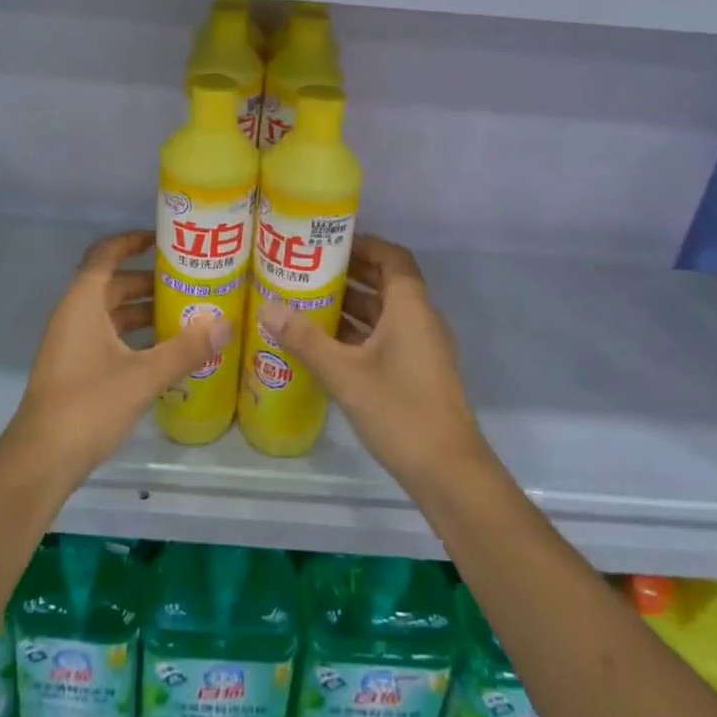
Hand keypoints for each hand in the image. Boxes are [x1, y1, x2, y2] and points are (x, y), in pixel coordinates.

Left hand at [4, 230, 228, 487]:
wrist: (40, 460)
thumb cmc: (88, 404)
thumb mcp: (143, 375)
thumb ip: (186, 349)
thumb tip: (227, 325)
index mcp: (83, 302)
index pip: (106, 253)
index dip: (133, 241)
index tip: (166, 240)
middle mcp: (75, 314)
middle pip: (114, 284)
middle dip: (150, 280)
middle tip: (191, 281)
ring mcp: (73, 343)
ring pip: (113, 313)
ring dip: (145, 311)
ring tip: (188, 314)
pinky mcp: (76, 368)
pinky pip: (110, 337)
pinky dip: (136, 336)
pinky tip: (166, 351)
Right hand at [257, 234, 494, 491]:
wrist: (449, 472)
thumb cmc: (400, 410)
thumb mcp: (345, 374)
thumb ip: (306, 340)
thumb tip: (268, 308)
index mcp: (410, 307)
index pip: (392, 257)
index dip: (363, 244)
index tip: (327, 243)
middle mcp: (420, 319)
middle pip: (386, 282)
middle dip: (349, 274)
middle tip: (307, 270)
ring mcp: (421, 348)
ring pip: (384, 313)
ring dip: (351, 305)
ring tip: (307, 302)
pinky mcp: (417, 373)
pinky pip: (386, 337)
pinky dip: (358, 333)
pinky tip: (325, 345)